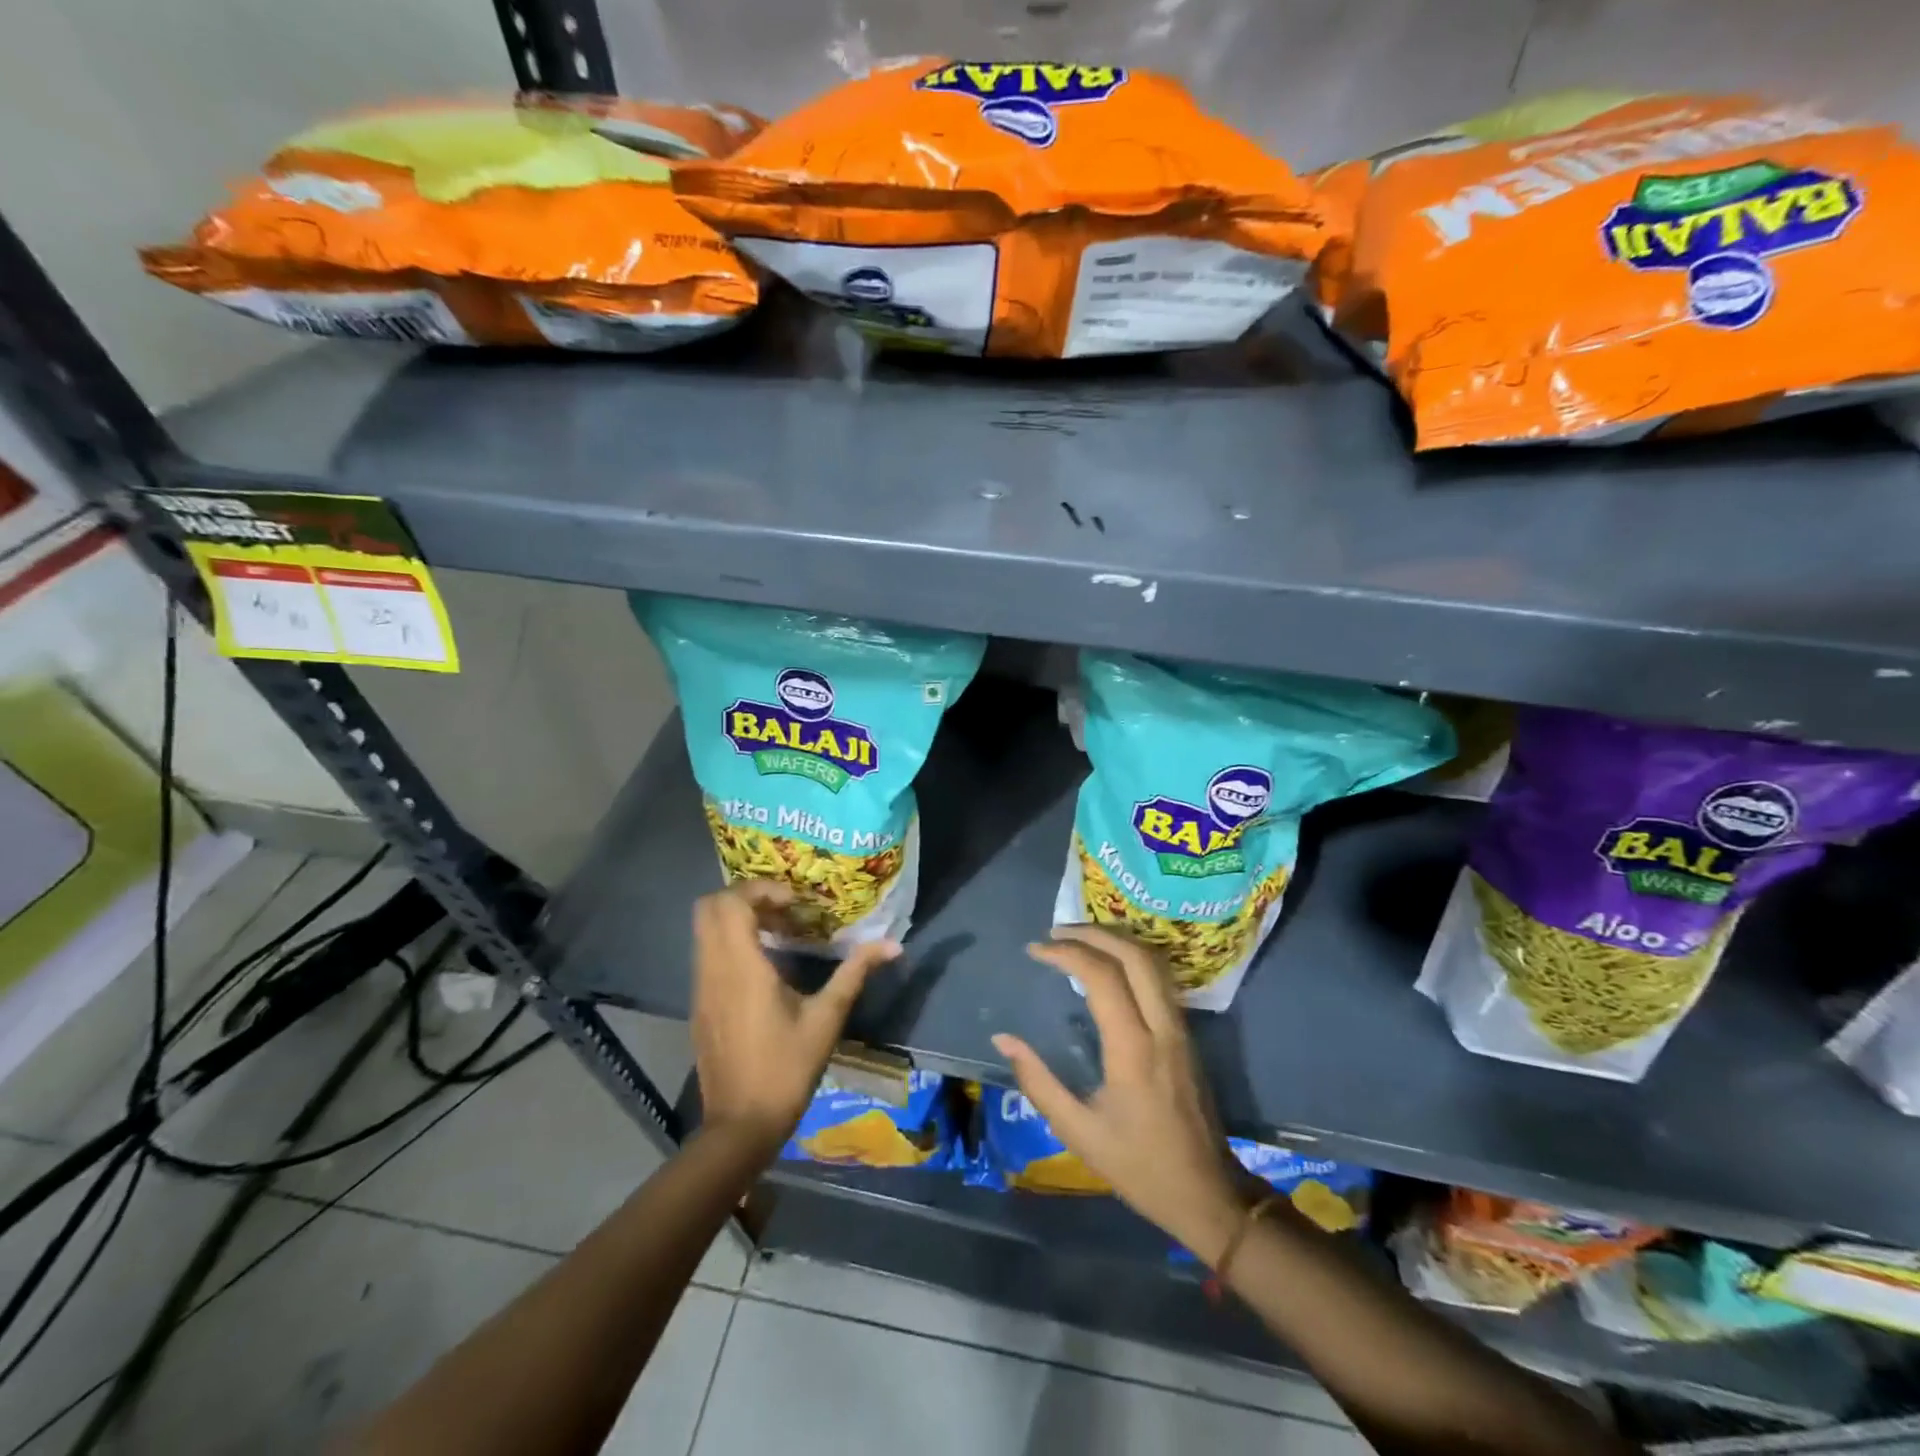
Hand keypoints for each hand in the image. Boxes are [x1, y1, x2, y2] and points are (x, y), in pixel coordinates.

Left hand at [690, 881, 898, 1158]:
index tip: (795, 903)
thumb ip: (855, 973)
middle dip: (744, 898)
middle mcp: (713, 969)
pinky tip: (763, 967)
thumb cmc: (786, 1069)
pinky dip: (729, 943)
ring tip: (779, 935)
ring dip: (737, 920)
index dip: (761, 890)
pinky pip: (706, 955)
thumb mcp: (827, 1018)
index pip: (731, 902)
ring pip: (704, 931)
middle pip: (708, 907)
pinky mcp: (699, 1005)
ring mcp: (700, 988)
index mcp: (741, 967)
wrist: (740, 1125)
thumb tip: (893, 945)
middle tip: (783, 911)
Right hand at [993, 925, 1248, 1264]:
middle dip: (1093, 933)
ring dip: (1116, 940)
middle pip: (1134, 955)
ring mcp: (1180, 1028)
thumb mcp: (1078, 1132)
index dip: (1067, 953)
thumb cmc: (1140, 1166)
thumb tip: (1003, 1039)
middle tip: (1056, 931)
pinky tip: (1109, 965)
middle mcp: (1161, 1027)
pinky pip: (1160, 978)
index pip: (1102, 976)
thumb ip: (1038, 1082)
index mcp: (1133, 1049)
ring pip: (1153, 961)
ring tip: (1079, 938)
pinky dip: (1131, 958)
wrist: (1208, 1193)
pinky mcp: (1186, 1034)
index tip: (1037, 950)